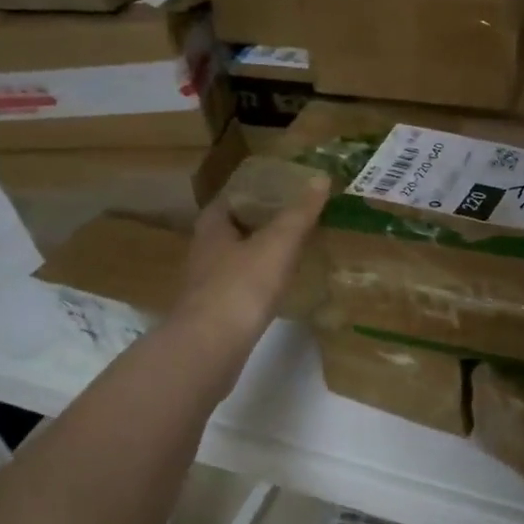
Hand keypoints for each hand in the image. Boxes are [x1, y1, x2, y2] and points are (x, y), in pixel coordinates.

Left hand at [173, 173, 329, 353]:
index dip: (253, 192)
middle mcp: (203, 252)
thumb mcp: (278, 243)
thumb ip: (299, 213)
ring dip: (257, 254)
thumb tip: (320, 178)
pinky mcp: (215, 312)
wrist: (212, 345)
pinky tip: (276, 289)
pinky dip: (256, 283)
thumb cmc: (242, 285)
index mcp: (213, 228)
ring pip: (234, 260)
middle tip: (291, 220)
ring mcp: (206, 285)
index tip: (281, 190)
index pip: (230, 199)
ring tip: (289, 252)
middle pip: (231, 230)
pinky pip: (239, 288)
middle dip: (258, 224)